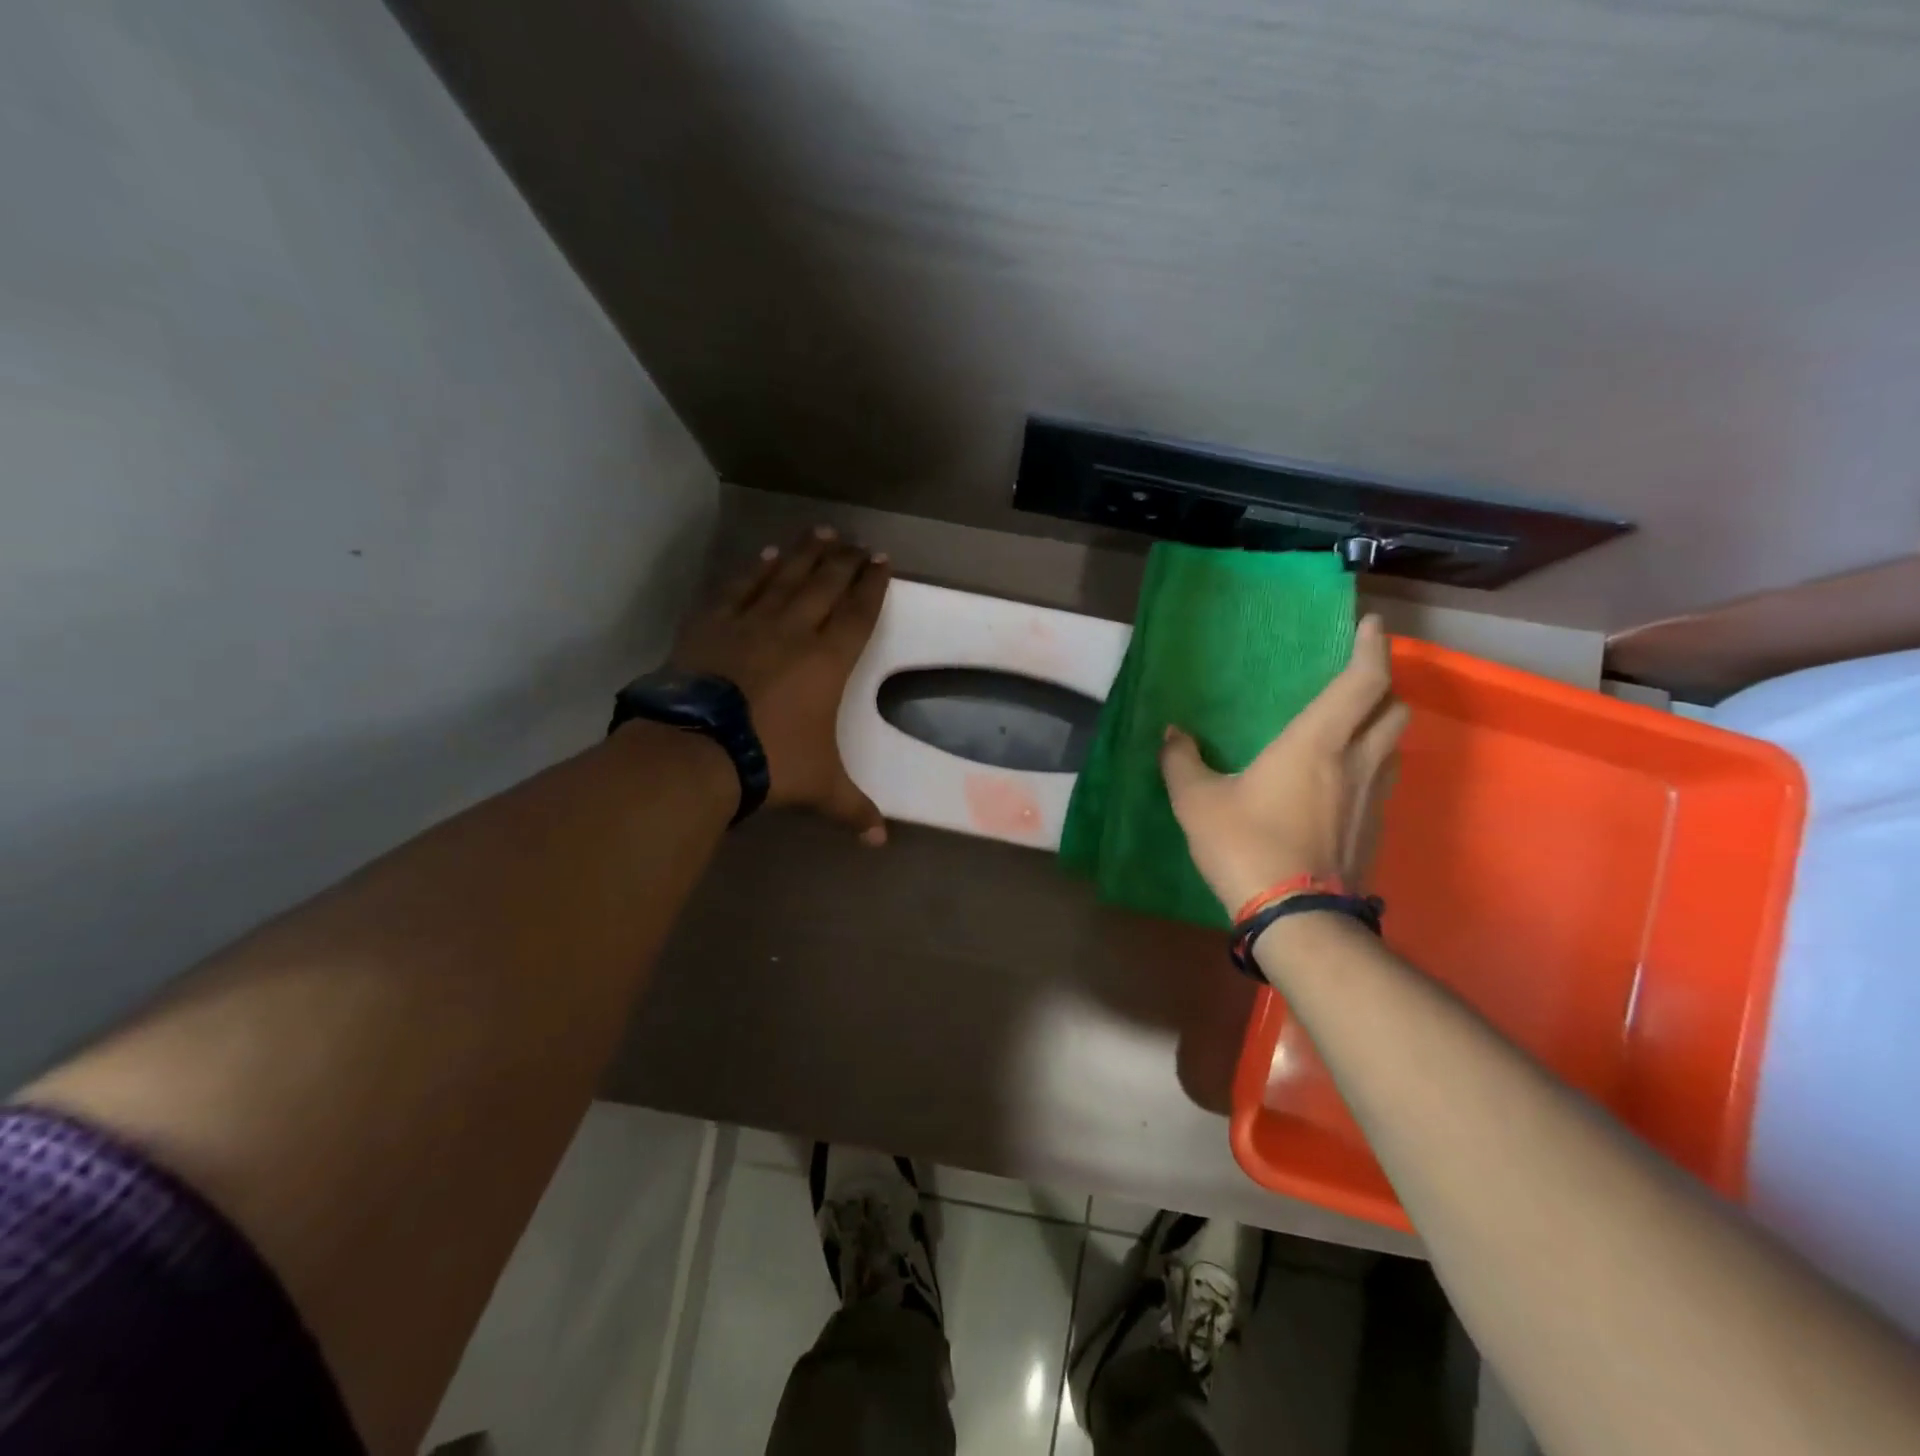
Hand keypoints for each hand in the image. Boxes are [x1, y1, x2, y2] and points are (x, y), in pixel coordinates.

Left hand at [671, 527, 891, 842]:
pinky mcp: (712, 624)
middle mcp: (794, 631)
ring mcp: (750, 623)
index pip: (858, 614)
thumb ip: (853, 808)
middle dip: (845, 560)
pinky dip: (755, 570)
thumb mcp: (820, 788)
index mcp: (828, 662)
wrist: (697, 750)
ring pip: (785, 577)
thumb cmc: (770, 762)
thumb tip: (880, 841)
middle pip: (825, 584)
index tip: (882, 561)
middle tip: (857, 541)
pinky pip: (739, 588)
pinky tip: (765, 557)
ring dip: (805, 553)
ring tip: (821, 531)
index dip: (873, 586)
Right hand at [1159, 614, 1408, 912]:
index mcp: (1317, 741)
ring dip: (1380, 727)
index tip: (1371, 625)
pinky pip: (1382, 780)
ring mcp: (1372, 797)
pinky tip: (1340, 781)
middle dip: (1383, 685)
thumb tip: (1172, 734)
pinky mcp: (1374, 828)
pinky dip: (1370, 764)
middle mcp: (1356, 761)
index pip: (1363, 680)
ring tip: (1350, 727)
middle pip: (1394, 708)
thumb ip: (1181, 761)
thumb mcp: (1196, 802)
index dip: (1372, 648)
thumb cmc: (1245, 845)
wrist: (1296, 918)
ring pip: (1394, 745)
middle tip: (1356, 680)